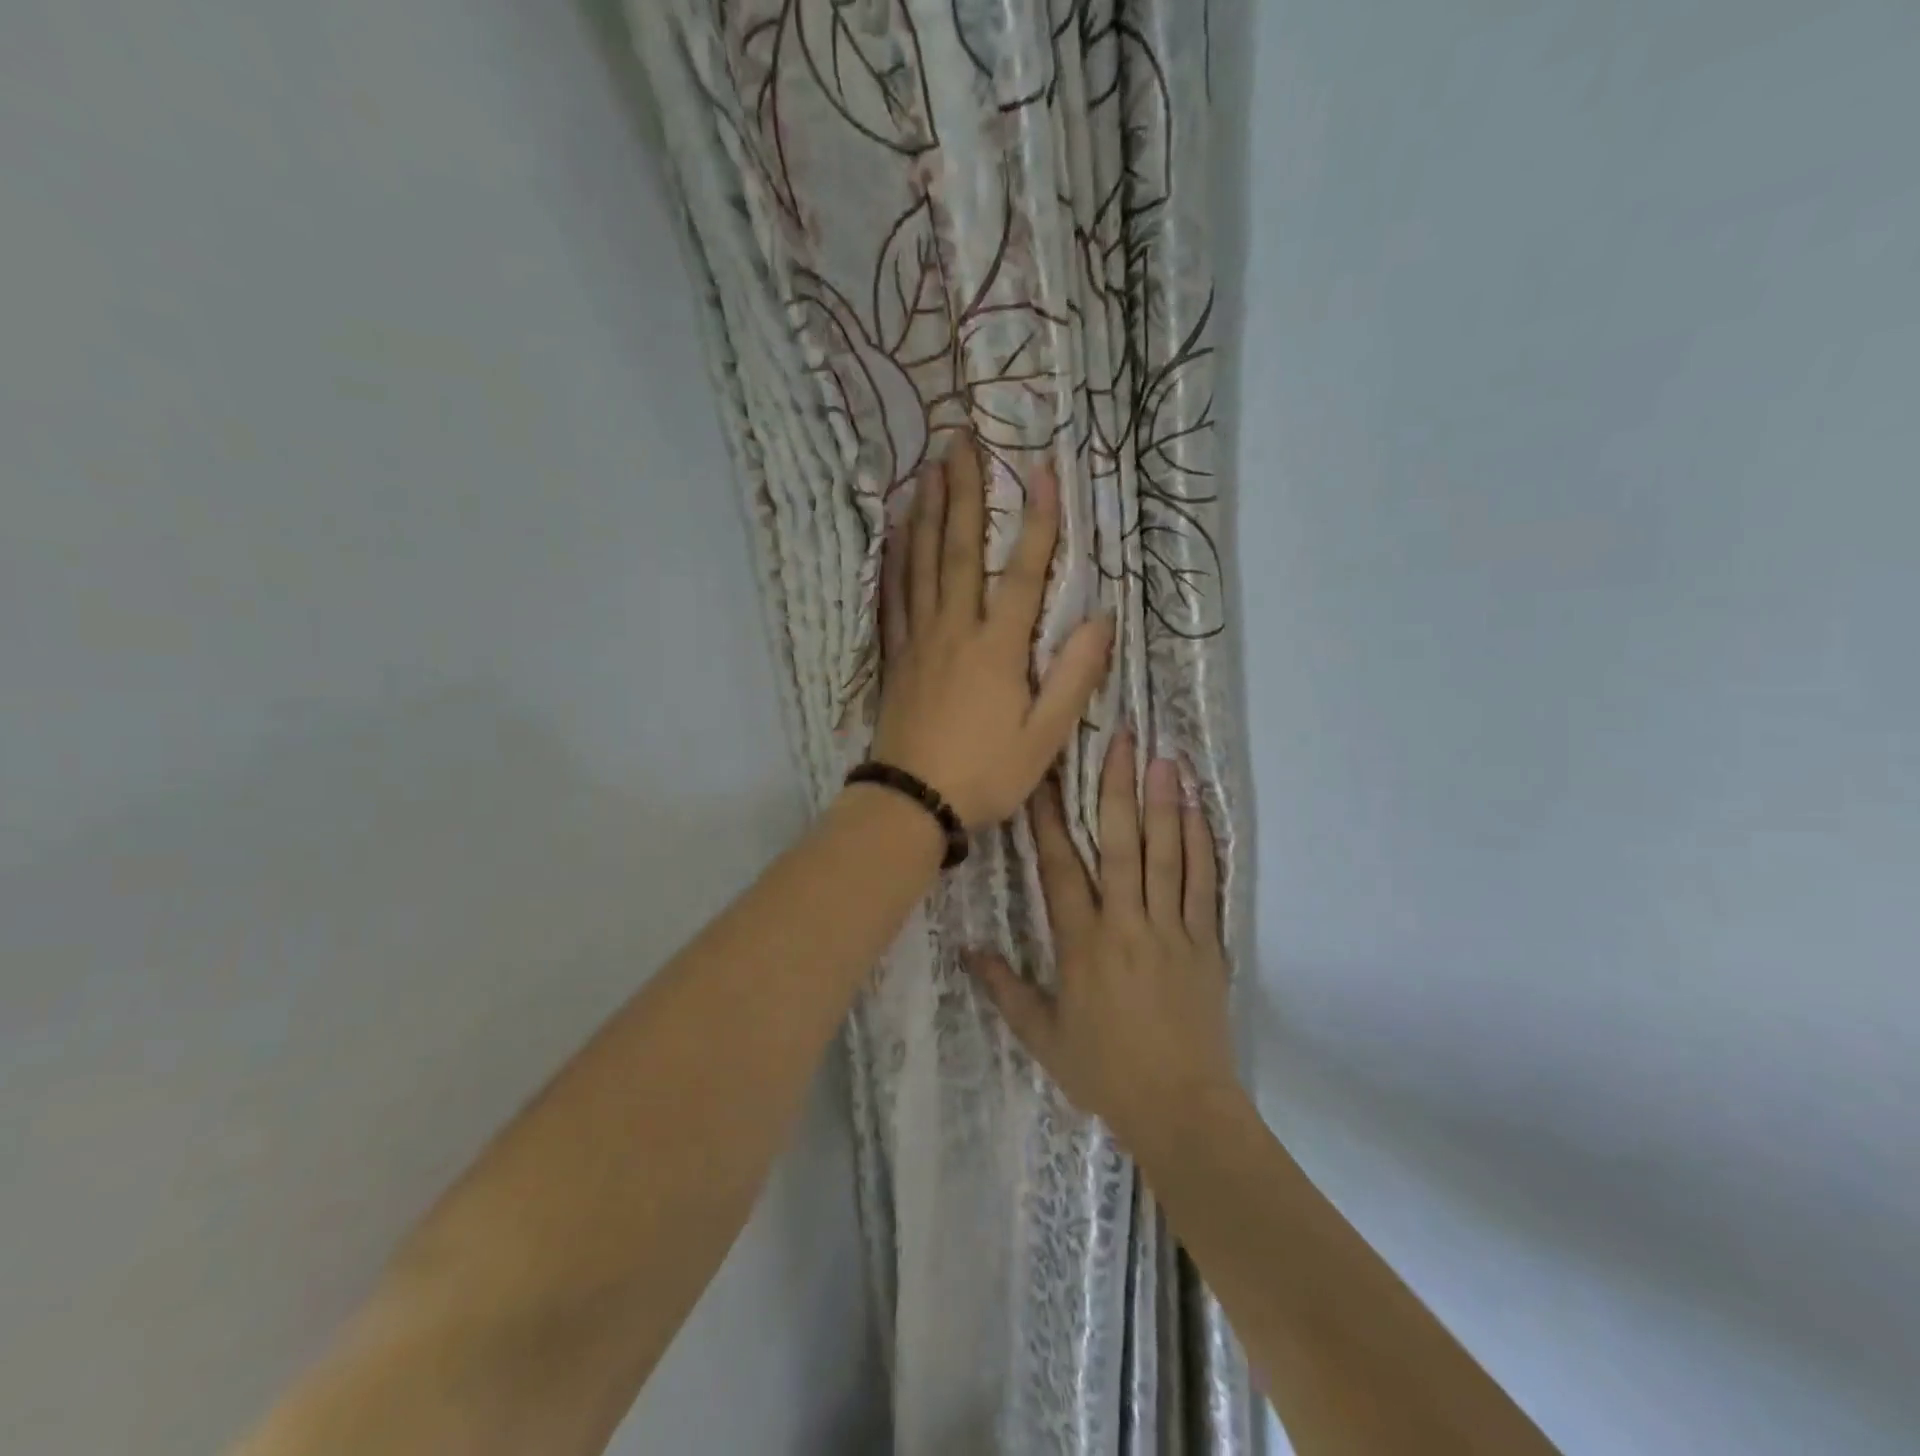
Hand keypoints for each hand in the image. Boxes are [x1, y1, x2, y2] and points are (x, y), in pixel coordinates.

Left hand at [869, 437, 1114, 827]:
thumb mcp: (1045, 737)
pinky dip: (895, 561)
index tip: (1041, 468)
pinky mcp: (896, 656)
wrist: (912, 802)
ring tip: (929, 469)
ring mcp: (918, 640)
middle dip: (964, 492)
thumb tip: (1102, 619)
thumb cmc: (985, 773)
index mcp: (997, 647)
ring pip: (921, 564)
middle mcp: (955, 629)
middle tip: (961, 440)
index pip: (1021, 571)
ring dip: (927, 513)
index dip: (1036, 520)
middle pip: (958, 550)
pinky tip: (894, 536)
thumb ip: (1074, 677)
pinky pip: (893, 597)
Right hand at [967, 734, 1239, 1152]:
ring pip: (1167, 854)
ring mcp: (1171, 930)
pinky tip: (1199, 811)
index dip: (1048, 818)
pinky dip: (1202, 844)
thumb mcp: (1043, 1036)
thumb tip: (967, 949)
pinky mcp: (1207, 943)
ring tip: (1165, 758)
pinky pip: (1203, 884)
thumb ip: (1005, 988)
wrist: (1181, 1109)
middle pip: (1121, 844)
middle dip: (1118, 788)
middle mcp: (1126, 924)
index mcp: (1082, 943)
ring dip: (1165, 803)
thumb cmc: (1105, 1071)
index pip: (1059, 867)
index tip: (1044, 777)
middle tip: (1124, 740)